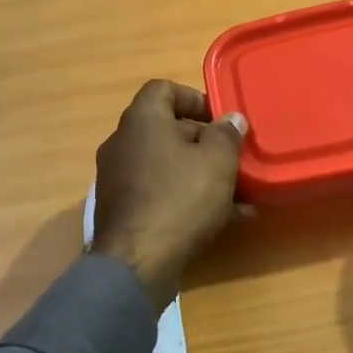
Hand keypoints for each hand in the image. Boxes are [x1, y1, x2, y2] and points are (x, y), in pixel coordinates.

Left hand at [91, 80, 248, 313]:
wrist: (136, 263)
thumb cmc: (180, 198)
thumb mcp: (217, 161)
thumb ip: (227, 134)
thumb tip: (231, 119)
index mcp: (141, 120)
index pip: (163, 89)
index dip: (194, 98)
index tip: (220, 119)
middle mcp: (122, 143)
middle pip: (166, 129)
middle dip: (203, 141)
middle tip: (232, 158)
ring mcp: (117, 178)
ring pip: (165, 165)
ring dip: (198, 173)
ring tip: (235, 193)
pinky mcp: (120, 210)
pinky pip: (158, 192)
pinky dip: (184, 198)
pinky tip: (220, 219)